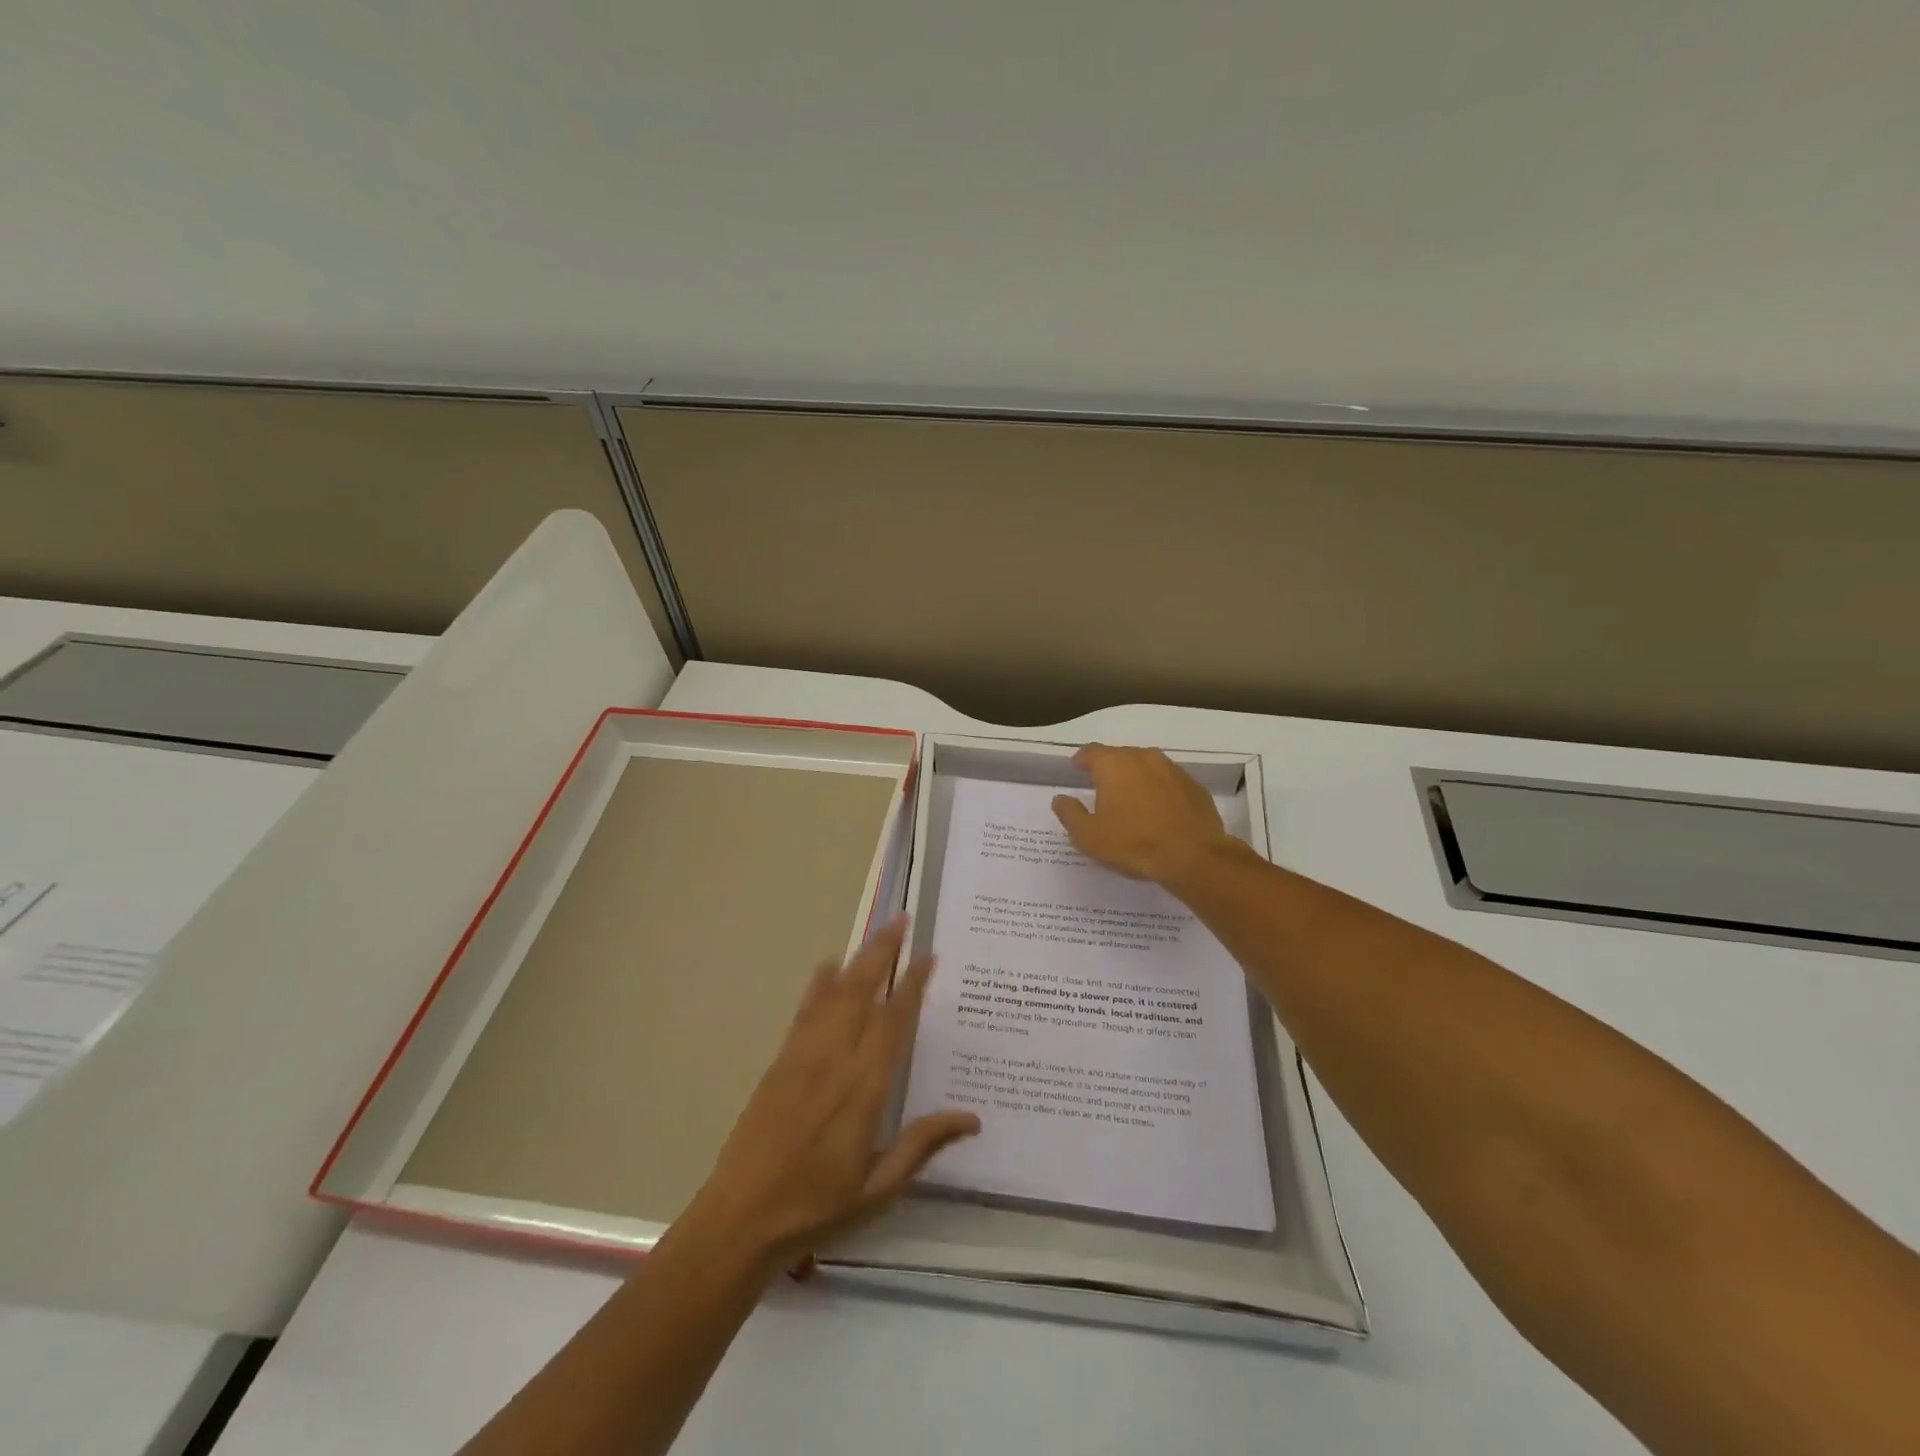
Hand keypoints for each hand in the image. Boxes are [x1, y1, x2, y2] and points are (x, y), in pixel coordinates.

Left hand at [684, 920, 978, 1271]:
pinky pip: (805, 1011)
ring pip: (835, 993)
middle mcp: (835, 1059)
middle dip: (884, 953)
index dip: (913, 986)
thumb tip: (972, 1118)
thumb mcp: (878, 1187)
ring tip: (878, 933)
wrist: (741, 1217)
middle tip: (903, 921)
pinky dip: (819, 984)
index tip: (928, 956)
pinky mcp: (781, 1060)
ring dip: (858, 959)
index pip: (894, 1022)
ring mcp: (804, 1055)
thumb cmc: (817, 1206)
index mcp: (864, 1087)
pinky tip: (828, 966)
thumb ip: (922, 1144)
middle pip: (863, 991)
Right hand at [1052, 744, 1238, 885]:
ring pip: (1147, 767)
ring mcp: (1173, 770)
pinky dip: (1160, 791)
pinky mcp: (1194, 786)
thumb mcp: (1088, 836)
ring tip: (1131, 801)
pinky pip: (1169, 783)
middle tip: (1103, 789)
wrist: (1193, 856)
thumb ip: (1070, 813)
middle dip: (1109, 769)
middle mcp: (1143, 757)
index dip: (1082, 760)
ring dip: (1136, 779)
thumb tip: (1060, 799)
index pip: (1091, 751)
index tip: (1077, 769)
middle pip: (1120, 756)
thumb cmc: (1133, 843)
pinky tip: (1159, 812)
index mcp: (1114, 764)